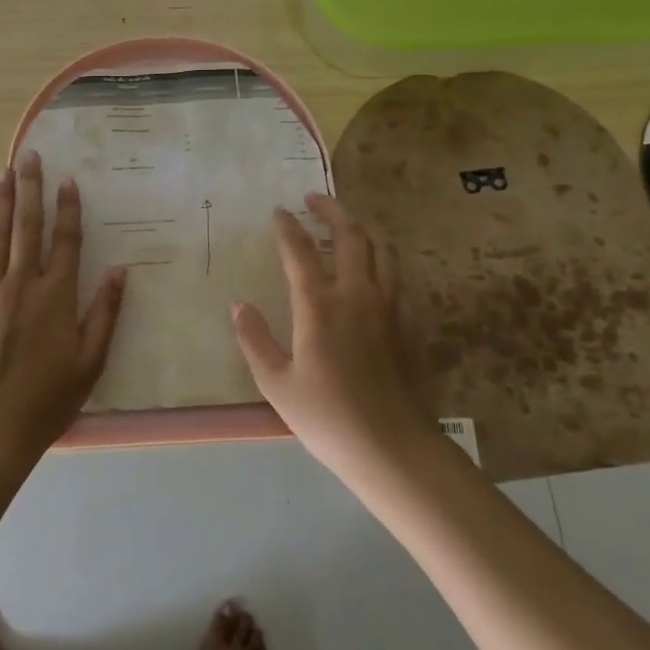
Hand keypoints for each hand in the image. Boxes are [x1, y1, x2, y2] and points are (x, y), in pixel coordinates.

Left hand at [0, 150, 127, 465]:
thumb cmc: (48, 400)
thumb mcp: (91, 362)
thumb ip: (105, 313)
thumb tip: (119, 271)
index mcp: (55, 297)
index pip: (64, 241)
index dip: (68, 209)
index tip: (68, 180)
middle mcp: (21, 286)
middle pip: (26, 228)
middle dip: (30, 189)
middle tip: (29, 157)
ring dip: (2, 203)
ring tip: (4, 173)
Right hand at [230, 194, 437, 480]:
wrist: (393, 449)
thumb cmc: (327, 417)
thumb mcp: (276, 383)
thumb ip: (255, 340)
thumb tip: (239, 306)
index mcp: (320, 306)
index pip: (300, 251)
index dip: (288, 227)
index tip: (279, 211)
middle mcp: (358, 295)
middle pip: (351, 235)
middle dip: (332, 210)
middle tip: (314, 199)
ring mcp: (390, 307)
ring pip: (382, 250)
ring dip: (362, 230)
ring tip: (346, 226)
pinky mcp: (409, 324)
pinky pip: (397, 276)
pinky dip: (381, 260)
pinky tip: (372, 271)